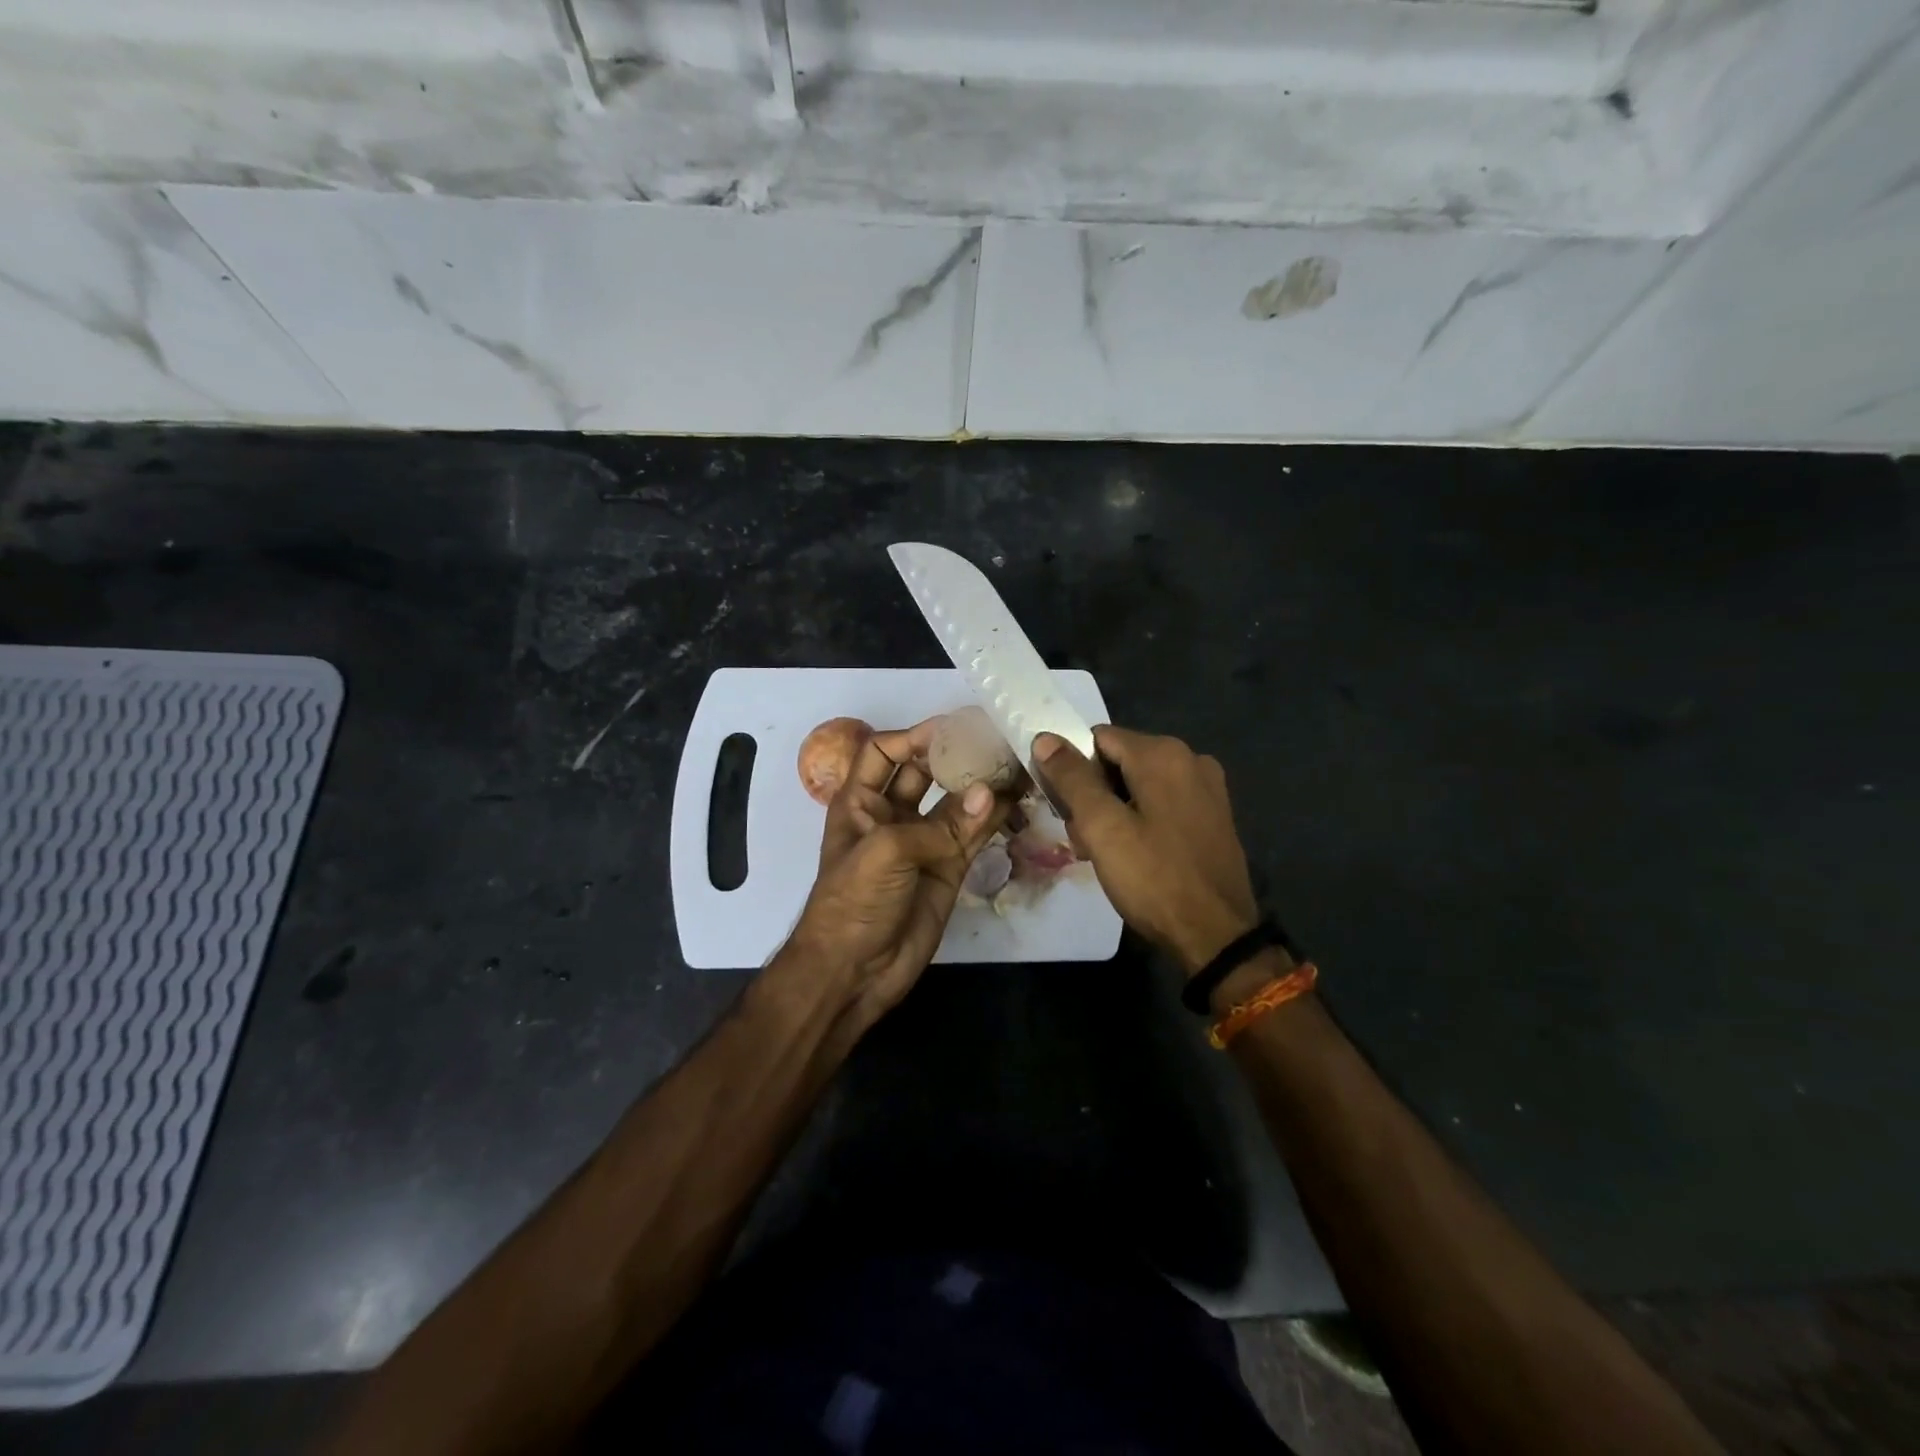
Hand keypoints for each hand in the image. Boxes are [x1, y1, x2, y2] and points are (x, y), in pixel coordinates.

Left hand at [785, 719, 1008, 1024]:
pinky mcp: (949, 867)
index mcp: (860, 801)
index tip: (955, 729)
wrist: (854, 971)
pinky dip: (994, 817)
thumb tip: (991, 794)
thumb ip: (940, 824)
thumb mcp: (885, 852)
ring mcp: (923, 841)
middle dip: (955, 755)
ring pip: (956, 801)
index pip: (884, 752)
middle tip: (995, 739)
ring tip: (1016, 763)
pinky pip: (974, 833)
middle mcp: (892, 813)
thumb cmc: (854, 902)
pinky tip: (1017, 800)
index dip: (915, 736)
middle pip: (925, 771)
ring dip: (981, 783)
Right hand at [1033, 726, 1259, 974]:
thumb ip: (1072, 778)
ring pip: (1139, 784)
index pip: (1098, 738)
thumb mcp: (1102, 827)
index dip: (1071, 768)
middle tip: (1081, 838)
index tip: (1063, 808)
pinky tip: (1133, 855)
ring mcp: (1207, 788)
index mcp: (1163, 753)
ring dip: (1113, 811)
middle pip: (1119, 760)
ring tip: (1102, 854)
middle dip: (1092, 794)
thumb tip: (1045, 738)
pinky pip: (1162, 803)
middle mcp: (1190, 758)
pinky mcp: (1214, 816)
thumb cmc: (1153, 877)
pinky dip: (1140, 820)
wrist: (1216, 936)